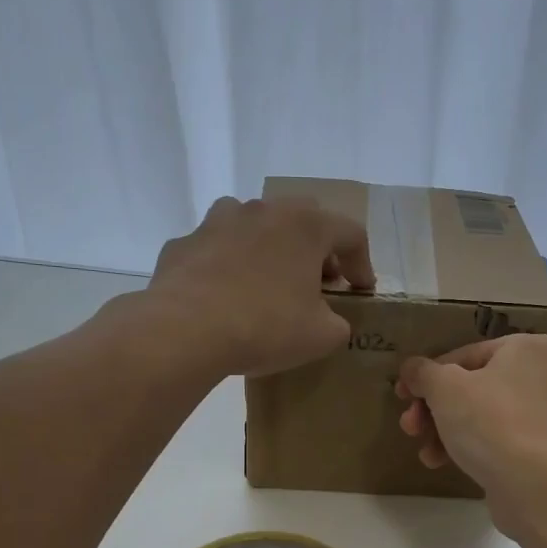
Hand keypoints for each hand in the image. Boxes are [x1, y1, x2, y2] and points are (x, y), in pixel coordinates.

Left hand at [145, 196, 374, 376]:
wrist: (184, 331)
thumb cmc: (265, 327)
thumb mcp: (321, 336)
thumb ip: (338, 323)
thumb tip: (331, 320)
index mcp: (305, 226)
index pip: (350, 233)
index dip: (362, 263)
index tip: (361, 291)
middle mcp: (263, 210)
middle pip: (303, 219)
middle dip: (317, 249)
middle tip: (320, 281)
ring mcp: (218, 221)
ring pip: (254, 224)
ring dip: (269, 247)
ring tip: (269, 282)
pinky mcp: (184, 243)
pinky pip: (216, 249)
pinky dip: (227, 265)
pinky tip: (225, 296)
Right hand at [395, 335, 546, 534]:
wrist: (536, 485)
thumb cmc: (490, 421)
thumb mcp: (444, 388)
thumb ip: (423, 373)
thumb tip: (411, 368)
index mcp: (526, 349)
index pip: (465, 355)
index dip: (428, 375)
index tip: (403, 395)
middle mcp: (543, 376)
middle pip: (473, 388)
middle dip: (434, 409)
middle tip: (410, 427)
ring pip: (483, 416)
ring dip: (445, 431)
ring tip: (425, 452)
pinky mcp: (543, 452)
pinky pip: (498, 441)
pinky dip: (470, 448)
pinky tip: (443, 463)